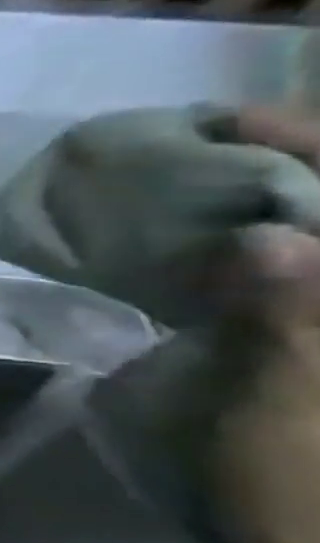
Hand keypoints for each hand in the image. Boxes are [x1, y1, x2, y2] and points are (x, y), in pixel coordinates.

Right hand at [212, 108, 319, 542]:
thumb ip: (296, 321)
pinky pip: (317, 290)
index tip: (231, 124)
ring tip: (231, 195)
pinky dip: (291, 264)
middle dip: (310, 173)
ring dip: (300, 218)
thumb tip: (264, 237)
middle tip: (232, 150)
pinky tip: (248, 259)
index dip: (317, 149)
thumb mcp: (301, 418)